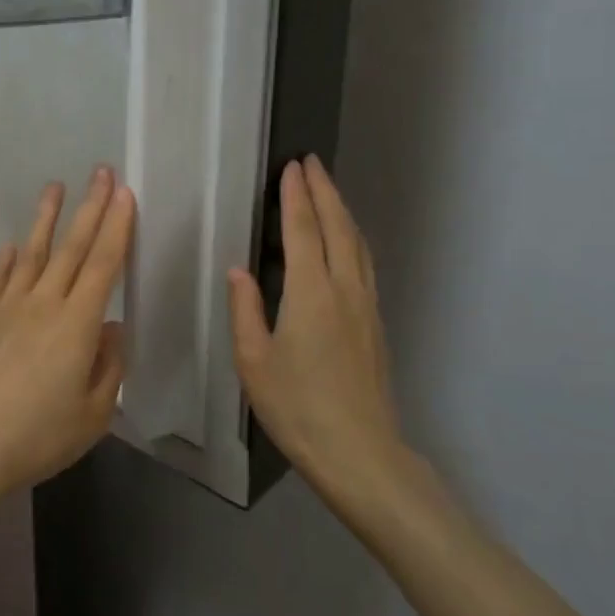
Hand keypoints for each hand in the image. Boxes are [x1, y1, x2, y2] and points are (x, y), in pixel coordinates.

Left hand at [0, 167, 134, 509]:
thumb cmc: (37, 437)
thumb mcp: (93, 414)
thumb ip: (108, 366)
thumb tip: (110, 328)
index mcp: (77, 323)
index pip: (104, 263)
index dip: (117, 226)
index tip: (124, 193)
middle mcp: (43, 303)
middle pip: (72, 247)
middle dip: (90, 206)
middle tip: (100, 171)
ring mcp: (7, 307)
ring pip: (31, 252)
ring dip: (45, 218)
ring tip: (54, 187)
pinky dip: (4, 259)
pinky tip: (9, 245)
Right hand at [227, 156, 405, 505]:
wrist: (360, 453)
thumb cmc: (297, 408)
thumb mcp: (254, 362)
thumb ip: (245, 310)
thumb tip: (239, 270)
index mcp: (310, 294)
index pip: (303, 230)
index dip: (296, 196)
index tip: (292, 167)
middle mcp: (344, 290)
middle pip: (338, 227)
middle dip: (325, 190)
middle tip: (312, 162)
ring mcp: (366, 306)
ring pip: (357, 244)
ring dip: (342, 211)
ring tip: (329, 190)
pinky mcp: (376, 324)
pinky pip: (365, 264)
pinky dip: (353, 238)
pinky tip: (347, 242)